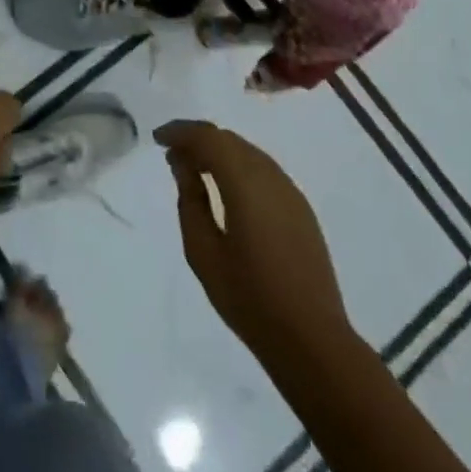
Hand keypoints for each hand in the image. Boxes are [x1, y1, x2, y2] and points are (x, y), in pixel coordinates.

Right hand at [158, 119, 350, 359]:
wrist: (312, 340)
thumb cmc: (249, 298)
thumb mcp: (204, 252)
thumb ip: (191, 201)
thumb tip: (184, 165)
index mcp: (245, 183)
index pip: (209, 138)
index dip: (181, 132)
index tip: (158, 140)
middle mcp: (270, 176)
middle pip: (229, 140)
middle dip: (198, 140)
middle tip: (172, 155)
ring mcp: (290, 191)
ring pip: (247, 152)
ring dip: (219, 152)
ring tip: (194, 169)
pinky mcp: (300, 208)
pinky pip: (263, 170)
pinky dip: (238, 167)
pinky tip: (226, 188)